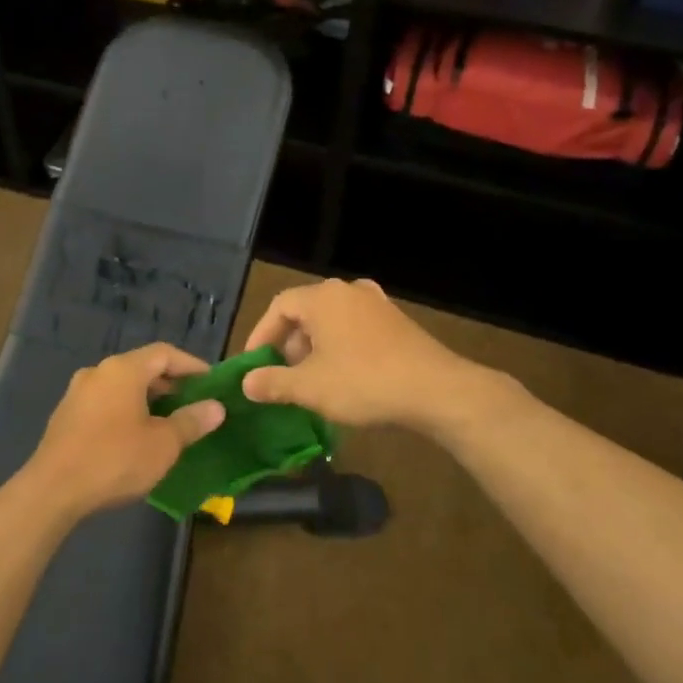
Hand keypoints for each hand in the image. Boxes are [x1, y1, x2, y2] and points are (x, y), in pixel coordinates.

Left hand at [21, 343, 224, 517]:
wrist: (52, 490)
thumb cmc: (115, 459)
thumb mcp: (163, 444)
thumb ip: (191, 421)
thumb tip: (216, 407)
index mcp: (123, 370)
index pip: (164, 353)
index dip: (191, 365)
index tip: (211, 383)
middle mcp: (98, 372)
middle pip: (142, 368)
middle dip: (170, 384)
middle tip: (193, 404)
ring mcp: (77, 393)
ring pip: (122, 387)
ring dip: (147, 399)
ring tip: (168, 423)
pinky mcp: (66, 416)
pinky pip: (105, 403)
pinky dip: (126, 411)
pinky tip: (135, 437)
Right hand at [241, 278, 491, 432]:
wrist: (436, 390)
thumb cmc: (363, 382)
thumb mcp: (310, 387)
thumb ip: (273, 382)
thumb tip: (246, 383)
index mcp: (323, 297)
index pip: (279, 306)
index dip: (261, 335)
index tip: (254, 365)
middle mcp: (349, 291)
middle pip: (306, 311)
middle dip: (289, 344)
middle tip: (283, 375)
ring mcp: (377, 304)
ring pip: (332, 320)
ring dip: (315, 347)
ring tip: (312, 379)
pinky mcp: (397, 322)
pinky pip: (355, 328)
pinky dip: (341, 347)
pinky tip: (345, 376)